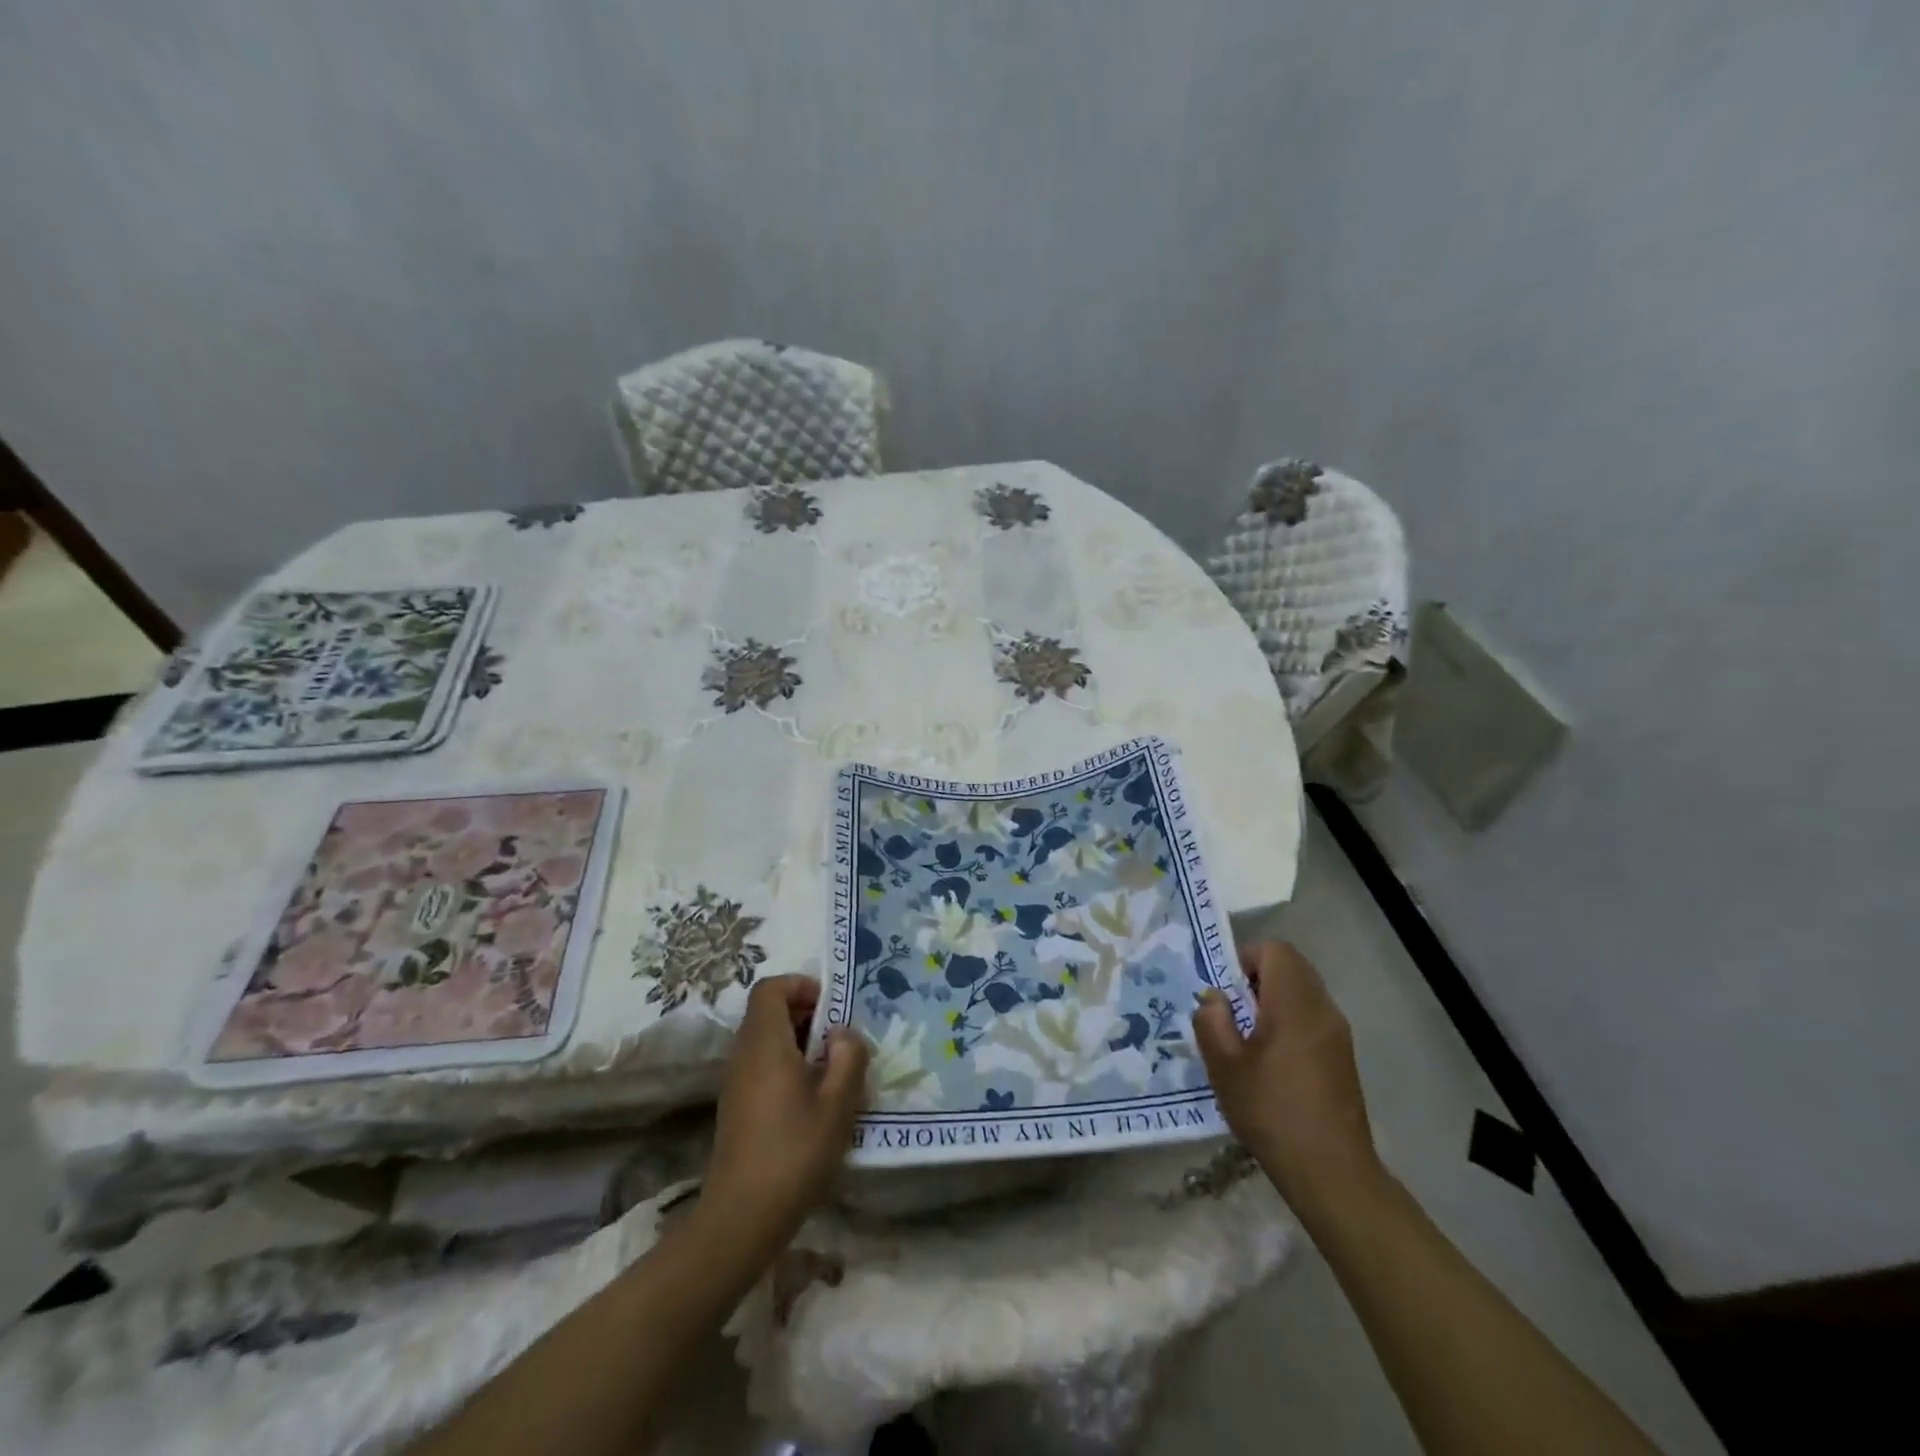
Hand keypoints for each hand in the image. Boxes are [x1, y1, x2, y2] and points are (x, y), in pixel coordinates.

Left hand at [699, 976, 868, 1255]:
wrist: (741, 1218)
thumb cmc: (794, 1152)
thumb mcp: (837, 1103)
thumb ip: (848, 1057)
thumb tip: (842, 1034)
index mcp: (765, 1042)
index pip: (770, 988)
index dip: (800, 986)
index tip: (831, 1007)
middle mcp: (744, 1053)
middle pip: (768, 1011)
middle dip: (805, 1013)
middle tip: (839, 1038)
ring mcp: (736, 1081)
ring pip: (765, 1039)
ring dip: (798, 1041)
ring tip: (832, 1069)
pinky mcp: (736, 1106)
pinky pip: (761, 1064)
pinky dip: (787, 1065)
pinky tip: (812, 1098)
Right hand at [1193, 942, 1382, 1215]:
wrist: (1331, 1172)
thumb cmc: (1272, 1111)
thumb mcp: (1224, 1066)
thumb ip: (1212, 1021)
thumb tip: (1214, 997)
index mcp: (1295, 1003)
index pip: (1275, 951)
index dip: (1246, 958)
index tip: (1226, 989)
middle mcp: (1323, 1009)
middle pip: (1292, 968)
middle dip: (1257, 979)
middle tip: (1232, 1011)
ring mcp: (1338, 1034)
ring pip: (1303, 993)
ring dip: (1273, 1001)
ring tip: (1247, 1038)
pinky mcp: (1343, 1057)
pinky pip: (1312, 1018)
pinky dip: (1289, 1022)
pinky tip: (1271, 1061)